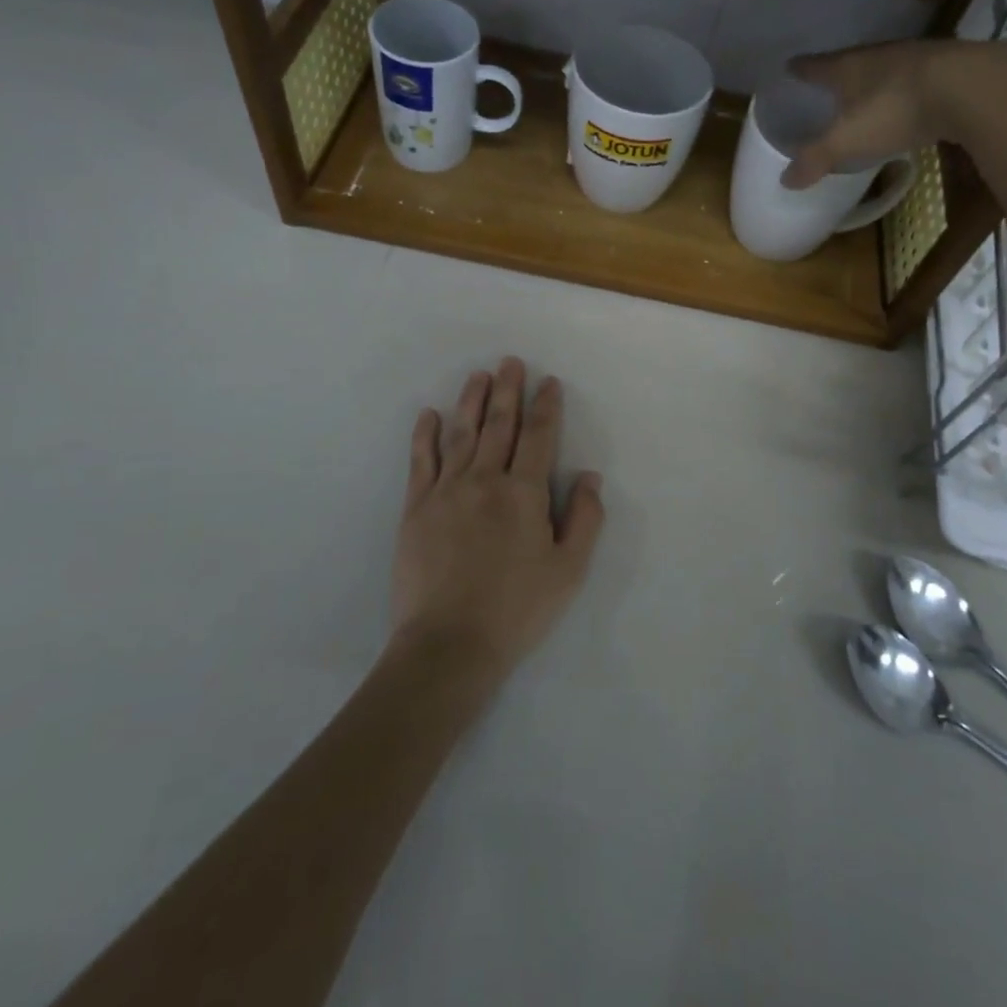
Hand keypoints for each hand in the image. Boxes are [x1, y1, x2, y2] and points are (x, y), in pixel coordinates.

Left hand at [390, 358, 604, 685]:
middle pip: (499, 425)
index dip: (546, 407)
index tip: (548, 382)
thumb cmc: (517, 609)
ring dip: (471, 402)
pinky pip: (421, 461)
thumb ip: (584, 520)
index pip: (539, 437)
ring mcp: (446, 492)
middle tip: (511, 362)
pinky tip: (429, 415)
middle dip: (508, 391)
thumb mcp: (569, 571)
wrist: (449, 644)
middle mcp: (485, 481)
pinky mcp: (416, 508)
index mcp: (524, 494)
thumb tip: (590, 477)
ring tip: (478, 376)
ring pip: (461, 434)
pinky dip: (425, 436)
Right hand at [779, 39, 1006, 188]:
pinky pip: (917, 81)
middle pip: (851, 63)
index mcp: (849, 67)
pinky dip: (907, 92)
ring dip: (874, 82)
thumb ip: (816, 159)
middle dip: (838, 75)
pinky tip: (910, 105)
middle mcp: (879, 55)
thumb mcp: (847, 140)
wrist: (970, 87)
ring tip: (866, 97)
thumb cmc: (895, 109)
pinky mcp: (950, 70)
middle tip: (827, 88)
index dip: (801, 69)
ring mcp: (917, 59)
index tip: (790, 69)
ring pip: (886, 69)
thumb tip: (785, 181)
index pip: (816, 65)